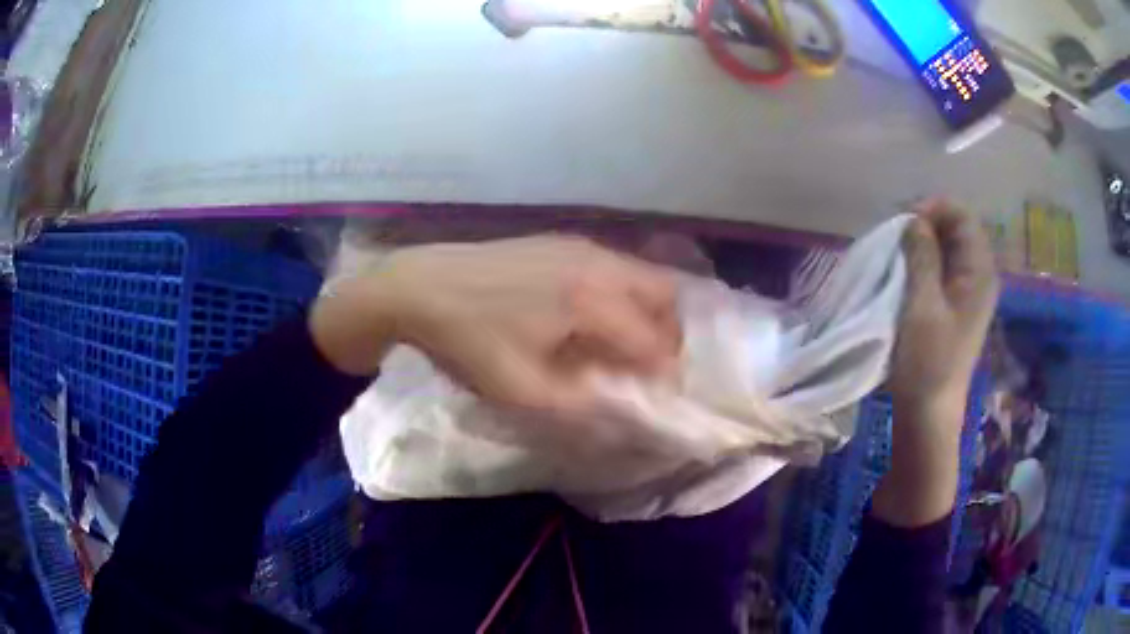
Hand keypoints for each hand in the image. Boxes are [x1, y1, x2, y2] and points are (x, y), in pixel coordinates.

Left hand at [310, 235, 681, 413]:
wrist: (419, 286)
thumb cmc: (469, 340)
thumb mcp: (521, 391)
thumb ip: (582, 406)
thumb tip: (623, 412)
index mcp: (593, 300)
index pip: (655, 342)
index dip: (665, 376)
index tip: (658, 400)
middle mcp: (599, 263)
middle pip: (665, 295)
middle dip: (667, 336)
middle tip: (645, 369)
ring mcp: (580, 246)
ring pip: (641, 276)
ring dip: (646, 313)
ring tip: (619, 347)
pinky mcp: (561, 241)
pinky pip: (614, 267)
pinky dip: (621, 295)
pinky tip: (588, 318)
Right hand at [875, 201, 999, 526]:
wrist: (928, 415)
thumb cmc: (927, 363)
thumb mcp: (922, 305)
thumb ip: (922, 256)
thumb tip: (914, 219)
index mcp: (979, 272)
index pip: (962, 216)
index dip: (933, 209)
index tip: (903, 223)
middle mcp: (978, 276)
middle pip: (955, 229)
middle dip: (925, 225)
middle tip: (895, 239)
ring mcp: (967, 293)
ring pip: (946, 249)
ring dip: (921, 245)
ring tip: (896, 256)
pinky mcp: (954, 307)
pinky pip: (941, 269)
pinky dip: (922, 264)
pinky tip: (904, 275)